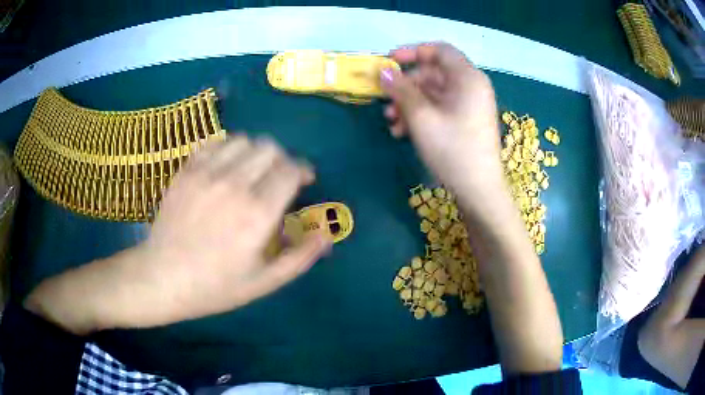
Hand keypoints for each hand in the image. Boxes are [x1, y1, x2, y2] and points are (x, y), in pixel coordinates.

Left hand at [26, 136, 331, 332]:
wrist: (151, 283)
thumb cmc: (207, 290)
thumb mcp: (260, 285)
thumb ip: (296, 257)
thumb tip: (325, 233)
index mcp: (252, 214)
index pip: (290, 169)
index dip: (302, 169)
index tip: (304, 178)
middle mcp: (229, 184)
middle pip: (266, 148)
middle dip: (279, 157)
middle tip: (278, 177)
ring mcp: (200, 172)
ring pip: (239, 139)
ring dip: (251, 150)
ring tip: (248, 172)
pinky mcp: (179, 170)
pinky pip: (212, 142)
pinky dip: (224, 147)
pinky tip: (220, 167)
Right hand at [380, 43, 505, 217]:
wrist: (478, 190)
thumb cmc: (452, 149)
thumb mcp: (421, 117)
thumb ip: (400, 89)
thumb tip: (383, 71)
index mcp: (467, 78)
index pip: (440, 50)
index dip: (413, 51)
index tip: (389, 61)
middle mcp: (471, 87)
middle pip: (433, 73)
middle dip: (406, 85)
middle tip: (384, 99)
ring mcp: (469, 105)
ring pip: (433, 93)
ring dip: (409, 103)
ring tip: (391, 122)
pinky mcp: (465, 122)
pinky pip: (440, 108)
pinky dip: (421, 115)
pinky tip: (403, 132)